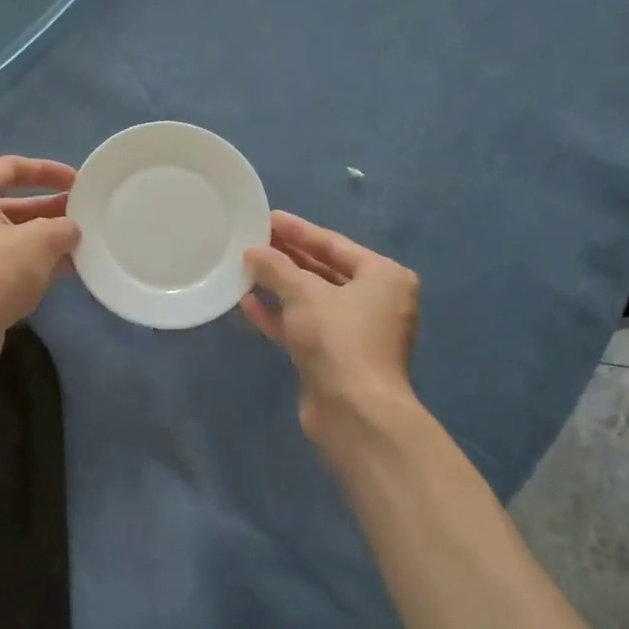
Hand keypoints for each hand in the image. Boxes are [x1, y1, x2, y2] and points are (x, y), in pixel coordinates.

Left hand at [0, 156, 81, 369]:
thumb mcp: (39, 241)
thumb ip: (62, 228)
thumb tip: (71, 230)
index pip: (12, 167)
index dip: (48, 171)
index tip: (78, 182)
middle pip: (13, 203)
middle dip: (51, 209)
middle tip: (85, 216)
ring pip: (13, 235)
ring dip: (46, 239)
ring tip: (83, 243)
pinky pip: (8, 260)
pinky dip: (34, 262)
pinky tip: (66, 270)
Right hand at [241, 211, 421, 447]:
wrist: (355, 411)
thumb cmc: (338, 338)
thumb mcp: (303, 293)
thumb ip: (276, 268)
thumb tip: (252, 251)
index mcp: (383, 277)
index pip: (334, 244)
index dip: (298, 230)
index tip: (268, 218)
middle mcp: (376, 301)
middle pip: (324, 271)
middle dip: (287, 258)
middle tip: (253, 241)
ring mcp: (356, 331)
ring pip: (312, 300)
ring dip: (280, 287)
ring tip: (245, 269)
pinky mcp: (336, 357)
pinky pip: (305, 326)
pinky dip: (280, 315)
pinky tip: (248, 304)